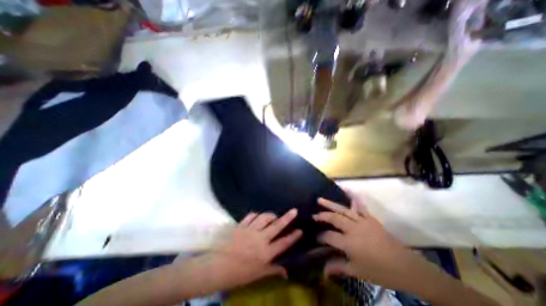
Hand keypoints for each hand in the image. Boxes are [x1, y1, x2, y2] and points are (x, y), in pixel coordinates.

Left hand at [208, 209, 301, 289]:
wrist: (217, 266)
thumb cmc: (239, 273)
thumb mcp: (258, 274)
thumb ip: (273, 270)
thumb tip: (286, 272)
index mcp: (265, 253)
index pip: (283, 243)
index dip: (293, 237)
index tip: (300, 230)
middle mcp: (260, 239)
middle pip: (276, 226)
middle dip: (287, 218)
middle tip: (294, 210)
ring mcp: (250, 230)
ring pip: (264, 217)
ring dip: (271, 215)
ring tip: (274, 216)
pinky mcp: (241, 225)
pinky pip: (251, 216)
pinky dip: (256, 215)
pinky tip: (258, 216)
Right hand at [314, 192, 427, 289]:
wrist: (405, 266)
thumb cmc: (379, 271)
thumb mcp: (357, 271)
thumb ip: (338, 267)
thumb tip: (322, 271)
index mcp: (348, 242)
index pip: (328, 236)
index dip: (320, 236)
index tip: (315, 237)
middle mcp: (352, 228)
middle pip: (334, 219)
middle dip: (322, 216)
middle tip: (313, 215)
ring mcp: (361, 221)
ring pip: (342, 210)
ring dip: (330, 204)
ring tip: (319, 199)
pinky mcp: (369, 218)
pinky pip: (359, 206)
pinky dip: (353, 197)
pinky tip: (346, 190)